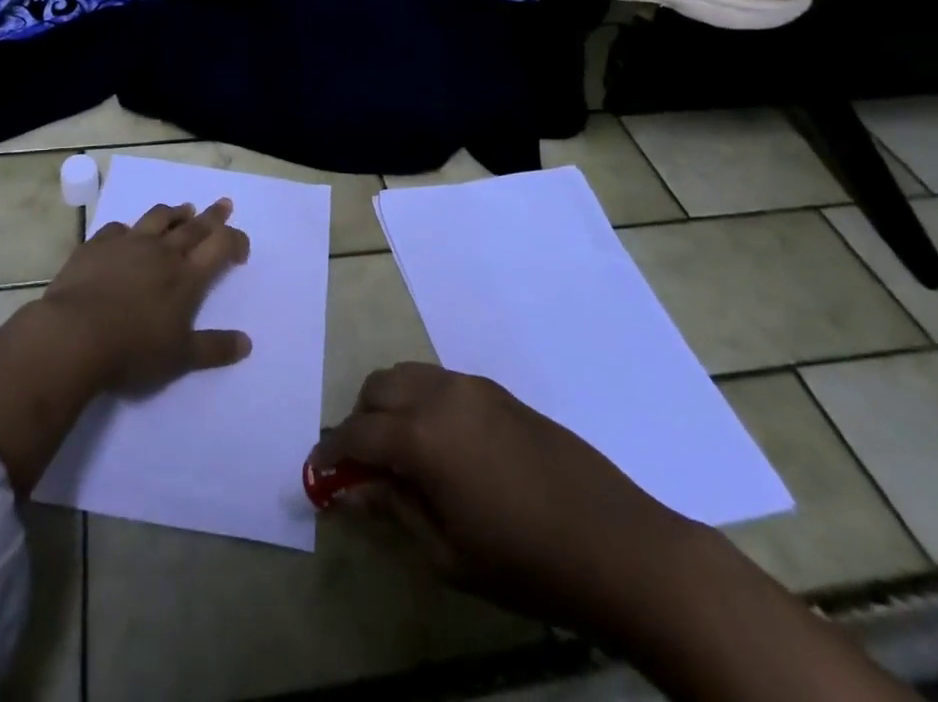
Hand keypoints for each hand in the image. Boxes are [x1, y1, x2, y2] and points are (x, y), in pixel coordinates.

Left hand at [0, 196, 252, 493]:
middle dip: (213, 215)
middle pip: (194, 226)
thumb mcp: (180, 359)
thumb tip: (247, 343)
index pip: (220, 246)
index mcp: (187, 277)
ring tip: (184, 209)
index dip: (235, 240)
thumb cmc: (132, 351)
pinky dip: (129, 229)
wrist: (74, 336)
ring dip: (175, 212)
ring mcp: (128, 244)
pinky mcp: (97, 245)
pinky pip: (118, 228)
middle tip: (224, 203)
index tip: (241, 247)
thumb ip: (214, 349)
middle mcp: (162, 252)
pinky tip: (127, 233)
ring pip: (158, 218)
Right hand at [313, 365, 917, 701]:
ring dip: (391, 405)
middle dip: (360, 421)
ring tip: (401, 453)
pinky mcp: (500, 391)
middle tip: (363, 466)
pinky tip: (442, 446)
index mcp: (421, 435)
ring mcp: (473, 387)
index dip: (331, 453)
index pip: (356, 432)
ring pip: (409, 375)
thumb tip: (352, 488)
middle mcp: (441, 394)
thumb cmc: (525, 562)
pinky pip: (442, 382)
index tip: (318, 474)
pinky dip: (423, 402)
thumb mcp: (447, 552)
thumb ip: (393, 509)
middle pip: (377, 388)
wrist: (618, 545)